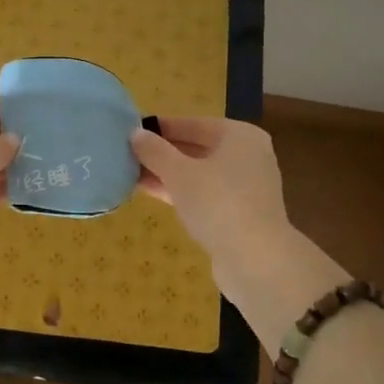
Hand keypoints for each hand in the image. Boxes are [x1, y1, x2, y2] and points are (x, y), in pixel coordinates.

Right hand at [131, 117, 344, 335]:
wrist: (256, 260)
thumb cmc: (218, 203)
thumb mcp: (179, 174)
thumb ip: (155, 151)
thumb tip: (136, 134)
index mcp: (239, 136)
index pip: (193, 124)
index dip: (161, 128)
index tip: (132, 131)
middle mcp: (247, 156)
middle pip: (197, 148)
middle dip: (163, 153)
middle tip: (128, 153)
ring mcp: (245, 187)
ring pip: (199, 173)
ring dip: (168, 174)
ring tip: (131, 173)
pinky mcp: (240, 213)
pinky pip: (204, 194)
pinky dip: (181, 192)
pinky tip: (151, 193)